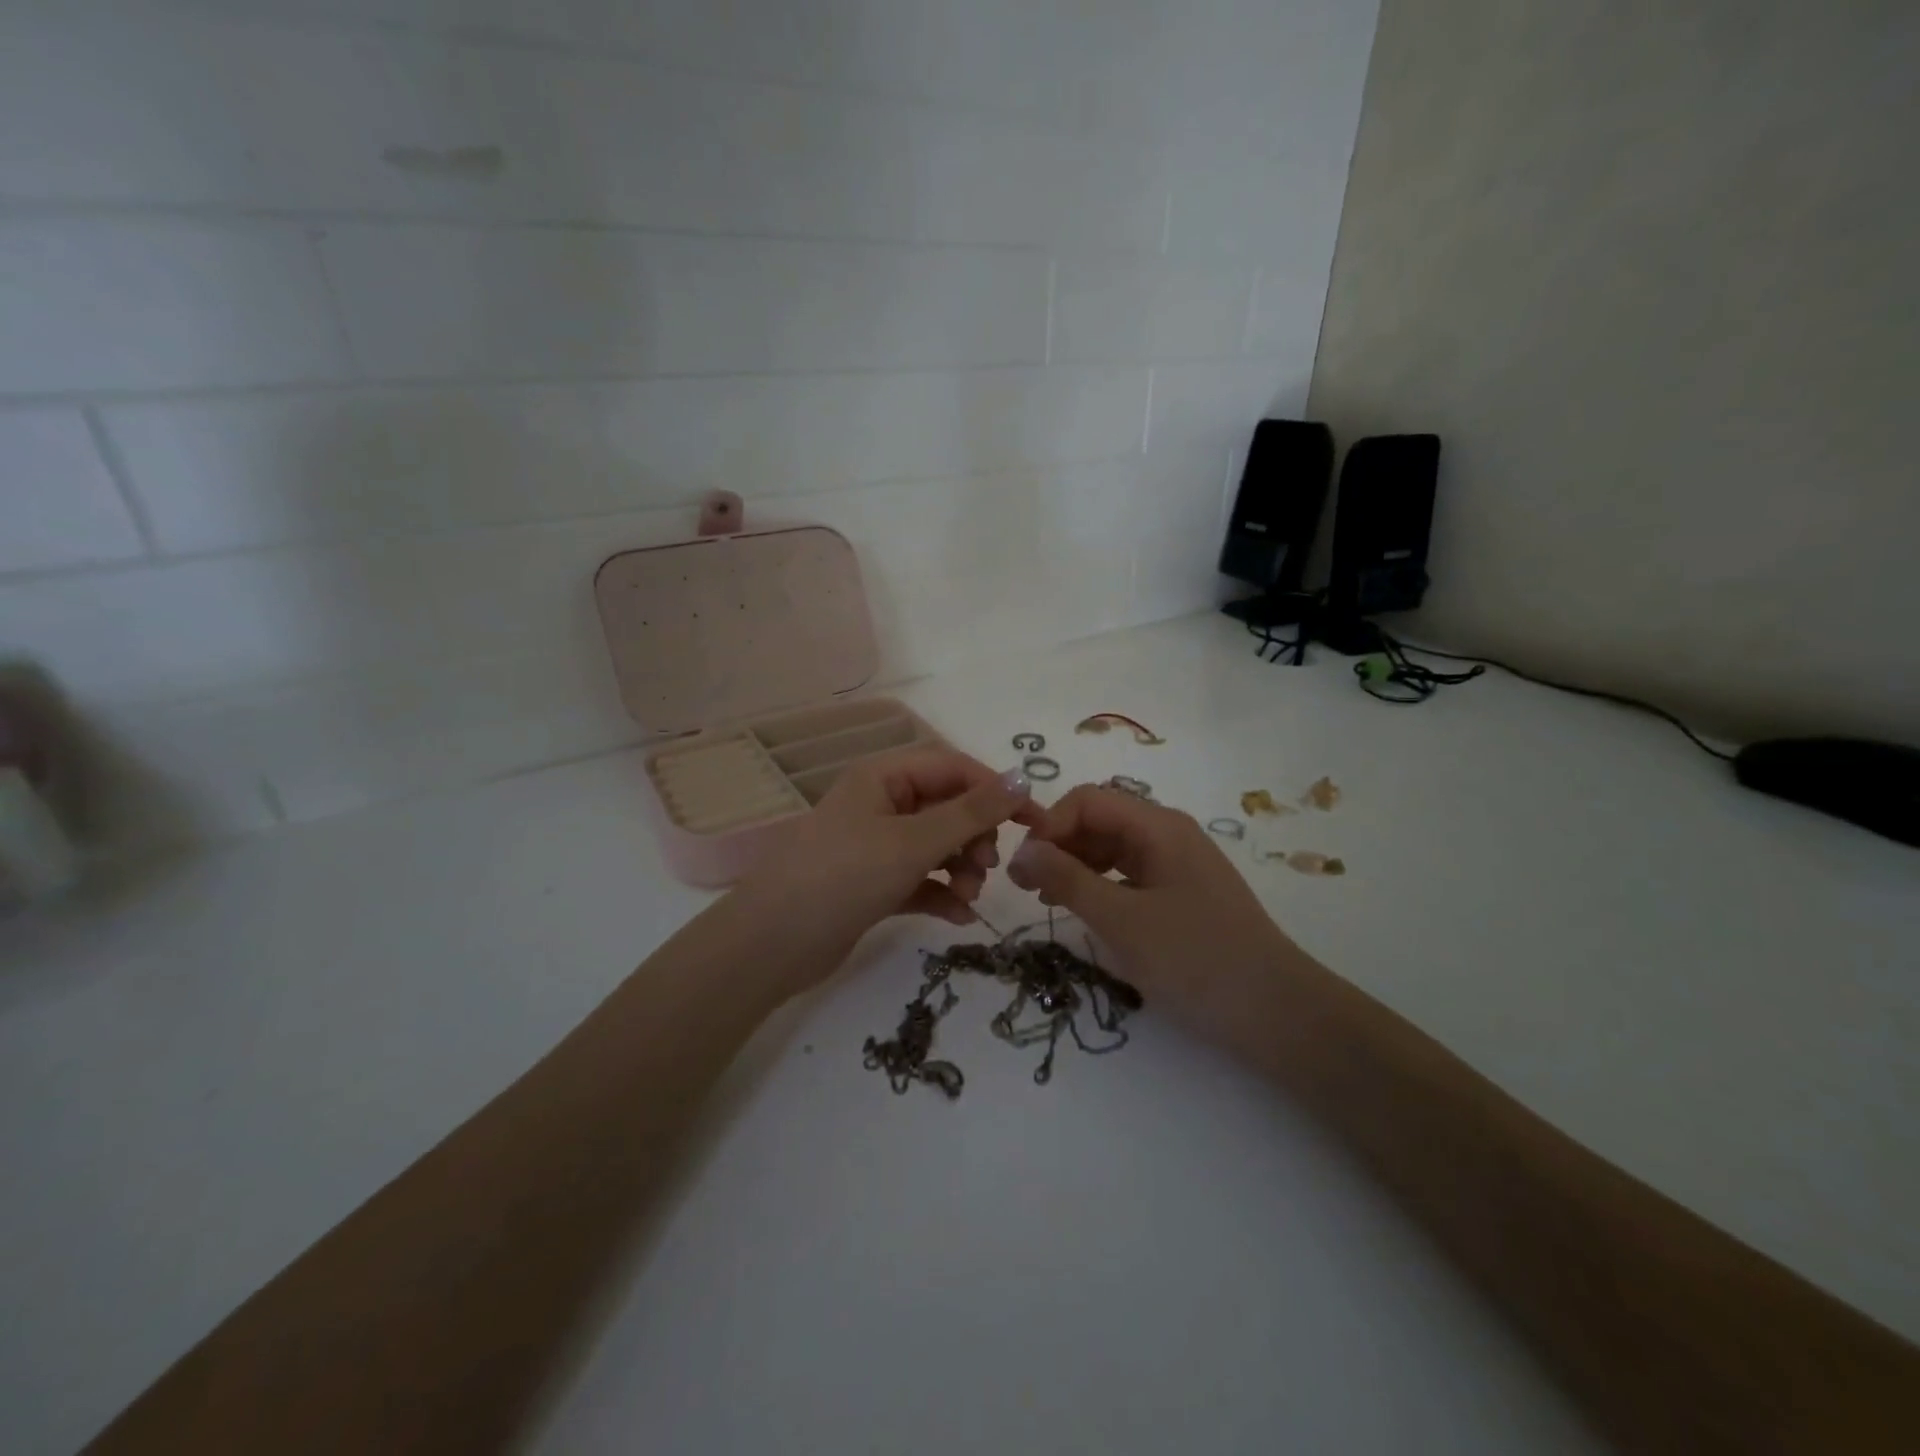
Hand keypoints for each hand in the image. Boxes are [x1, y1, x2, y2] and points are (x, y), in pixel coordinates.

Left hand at [733, 747, 1040, 980]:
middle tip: (988, 865)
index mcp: (883, 777)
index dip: (995, 790)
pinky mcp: (873, 884)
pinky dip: (942, 893)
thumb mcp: (912, 842)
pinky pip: (921, 879)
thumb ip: (971, 813)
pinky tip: (958, 917)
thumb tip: (1023, 778)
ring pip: (937, 845)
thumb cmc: (843, 877)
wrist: (771, 946)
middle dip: (975, 835)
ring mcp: (875, 846)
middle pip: (947, 807)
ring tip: (969, 894)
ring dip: (962, 867)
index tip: (1034, 821)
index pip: (953, 768)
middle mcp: (880, 804)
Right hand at [1007, 786, 1299, 1028]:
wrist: (1277, 1014)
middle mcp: (1169, 833)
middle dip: (1058, 844)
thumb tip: (1021, 851)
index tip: (1024, 868)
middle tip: (1025, 887)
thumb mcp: (1121, 920)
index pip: (1087, 800)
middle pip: (1100, 819)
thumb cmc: (1195, 959)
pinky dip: (1100, 885)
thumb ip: (1067, 880)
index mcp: (1158, 826)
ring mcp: (1179, 863)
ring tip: (1048, 900)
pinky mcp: (1183, 893)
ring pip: (1113, 847)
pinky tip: (1086, 911)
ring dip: (1075, 865)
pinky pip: (1130, 873)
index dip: (1050, 825)